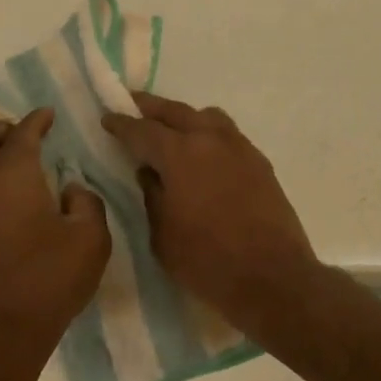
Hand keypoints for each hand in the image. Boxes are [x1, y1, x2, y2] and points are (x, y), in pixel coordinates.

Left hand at [0, 110, 111, 377]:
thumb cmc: (49, 280)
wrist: (0, 336)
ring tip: (31, 173)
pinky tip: (22, 203)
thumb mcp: (90, 238)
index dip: (38, 119)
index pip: (21, 133)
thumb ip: (86, 202)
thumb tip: (68, 191)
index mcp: (10, 177)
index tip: (50, 115)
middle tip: (26, 140)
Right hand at [101, 93, 321, 337]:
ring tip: (172, 129)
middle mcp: (211, 139)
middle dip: (151, 107)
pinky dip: (209, 135)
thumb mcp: (162, 234)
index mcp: (180, 153)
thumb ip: (152, 195)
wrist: (272, 277)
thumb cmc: (207, 260)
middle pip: (176, 111)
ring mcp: (240, 148)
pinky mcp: (260, 163)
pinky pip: (228, 135)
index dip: (122, 124)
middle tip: (133, 103)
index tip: (108, 117)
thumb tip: (150, 173)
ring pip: (207, 117)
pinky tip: (204, 155)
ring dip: (185, 117)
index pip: (143, 130)